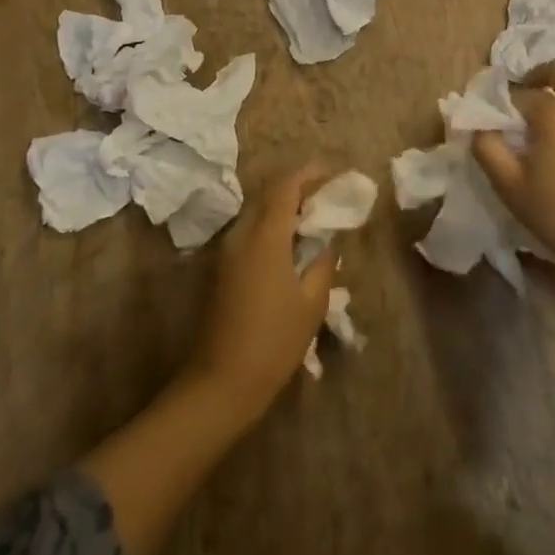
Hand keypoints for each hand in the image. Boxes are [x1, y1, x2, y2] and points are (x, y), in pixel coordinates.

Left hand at [182, 165, 335, 424]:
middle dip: (297, 189)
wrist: (222, 382)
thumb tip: (328, 240)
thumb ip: (323, 262)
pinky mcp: (223, 270)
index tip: (332, 172)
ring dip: (283, 208)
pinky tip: (292, 245)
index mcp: (265, 237)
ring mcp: (227, 253)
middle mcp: (242, 236)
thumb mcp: (312, 302)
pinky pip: (250, 233)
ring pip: (257, 214)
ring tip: (313, 219)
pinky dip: (272, 227)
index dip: (309, 174)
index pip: (285, 188)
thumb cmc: (274, 341)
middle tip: (326, 196)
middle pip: (269, 197)